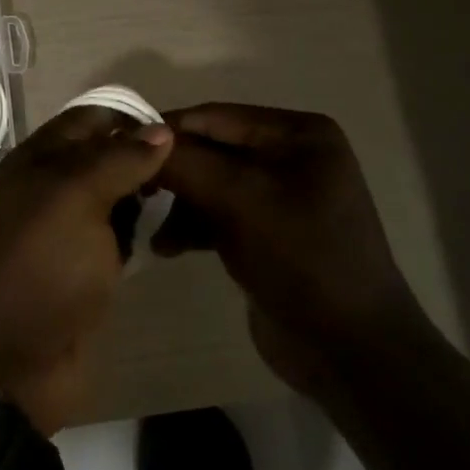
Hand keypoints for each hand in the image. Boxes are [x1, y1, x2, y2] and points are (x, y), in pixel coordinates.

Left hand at [0, 107, 173, 433]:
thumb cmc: (35, 269)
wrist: (4, 367)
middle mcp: (49, 190)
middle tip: (196, 168)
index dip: (129, 119)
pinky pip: (117, 237)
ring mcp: (67, 234)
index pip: (87, 121)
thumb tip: (161, 130)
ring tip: (193, 195)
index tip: (179, 131)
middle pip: (103, 158)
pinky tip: (172, 231)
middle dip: (144, 157)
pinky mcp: (84, 272)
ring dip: (145, 195)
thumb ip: (116, 160)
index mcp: (36, 162)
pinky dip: (141, 231)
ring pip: (114, 198)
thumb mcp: (72, 199)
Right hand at [152, 104, 421, 394]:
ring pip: (210, 185)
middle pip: (212, 150)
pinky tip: (169, 248)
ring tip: (156, 235)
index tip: (117, 148)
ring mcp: (281, 197)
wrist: (351, 352)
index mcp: (299, 134)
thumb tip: (138, 136)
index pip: (216, 117)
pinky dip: (193, 227)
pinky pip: (220, 215)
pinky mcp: (268, 233)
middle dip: (173, 173)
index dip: (167, 131)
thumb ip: (186, 163)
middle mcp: (292, 156)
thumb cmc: (302, 259)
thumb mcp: (241, 201)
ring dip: (180, 206)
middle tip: (131, 193)